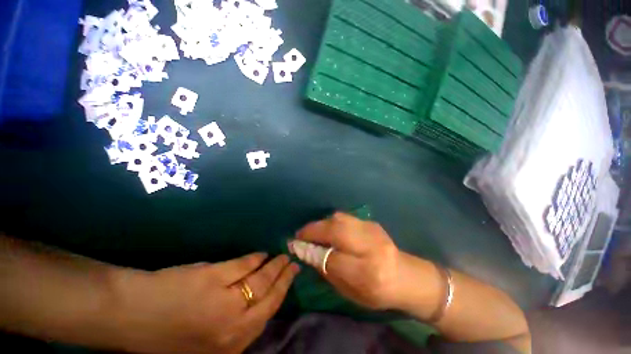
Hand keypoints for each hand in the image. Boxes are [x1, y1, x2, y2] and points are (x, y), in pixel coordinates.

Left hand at [111, 254, 299, 353]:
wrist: (132, 317)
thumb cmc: (170, 333)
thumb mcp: (207, 340)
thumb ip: (234, 324)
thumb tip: (256, 302)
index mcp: (231, 343)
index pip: (268, 313)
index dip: (283, 292)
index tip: (292, 277)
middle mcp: (232, 325)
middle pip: (269, 296)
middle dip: (284, 277)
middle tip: (292, 262)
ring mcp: (223, 300)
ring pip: (260, 279)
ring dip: (273, 265)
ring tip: (281, 256)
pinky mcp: (213, 278)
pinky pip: (242, 265)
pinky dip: (254, 258)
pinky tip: (260, 254)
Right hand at [295, 212, 401, 309]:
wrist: (407, 276)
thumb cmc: (377, 292)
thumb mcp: (351, 292)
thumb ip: (328, 271)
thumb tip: (306, 252)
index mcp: (368, 273)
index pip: (332, 258)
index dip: (311, 250)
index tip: (296, 246)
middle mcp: (371, 247)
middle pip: (336, 231)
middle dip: (314, 230)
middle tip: (301, 234)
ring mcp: (373, 230)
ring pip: (340, 219)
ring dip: (321, 224)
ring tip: (313, 231)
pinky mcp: (372, 222)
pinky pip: (346, 218)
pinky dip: (332, 222)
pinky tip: (328, 229)